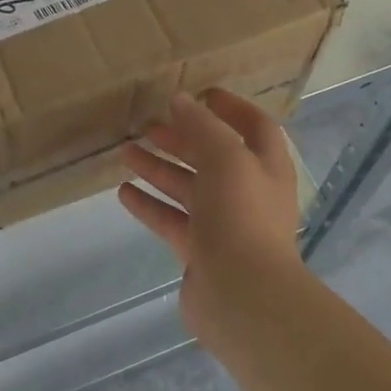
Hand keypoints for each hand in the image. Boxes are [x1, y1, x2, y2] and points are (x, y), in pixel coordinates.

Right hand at [118, 89, 304, 338]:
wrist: (242, 296)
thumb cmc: (241, 214)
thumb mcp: (225, 157)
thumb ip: (202, 126)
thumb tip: (180, 99)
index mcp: (266, 166)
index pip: (254, 127)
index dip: (230, 108)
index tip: (200, 94)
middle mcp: (248, 192)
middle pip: (213, 157)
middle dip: (181, 139)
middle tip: (147, 126)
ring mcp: (224, 225)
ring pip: (188, 188)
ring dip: (159, 169)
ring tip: (124, 152)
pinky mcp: (200, 252)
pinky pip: (172, 220)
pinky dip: (150, 205)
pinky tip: (124, 193)